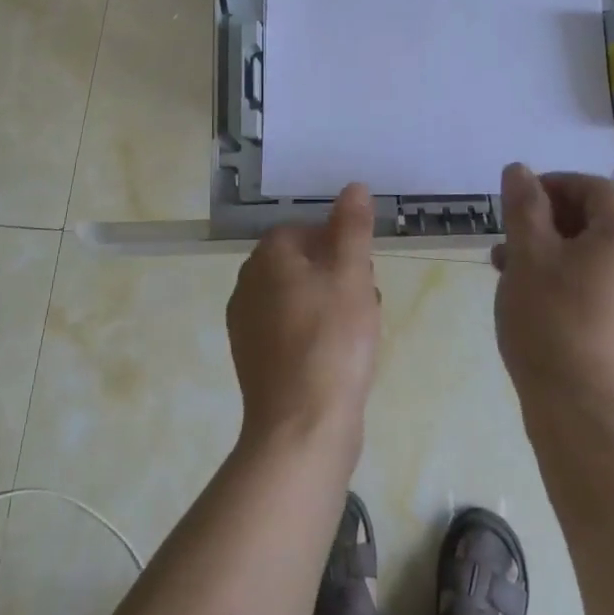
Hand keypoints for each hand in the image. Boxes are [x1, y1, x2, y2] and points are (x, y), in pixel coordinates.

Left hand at [228, 184, 381, 451]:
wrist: (301, 427)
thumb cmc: (331, 340)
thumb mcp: (352, 274)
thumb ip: (352, 227)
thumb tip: (353, 187)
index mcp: (266, 257)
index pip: (303, 230)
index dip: (338, 244)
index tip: (363, 269)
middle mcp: (247, 285)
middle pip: (300, 262)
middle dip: (337, 273)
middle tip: (367, 298)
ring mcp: (246, 325)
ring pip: (297, 297)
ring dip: (330, 303)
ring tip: (362, 328)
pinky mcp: (254, 359)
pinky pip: (289, 329)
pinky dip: (315, 332)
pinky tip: (340, 355)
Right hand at [492, 164, 613, 428]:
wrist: (584, 416)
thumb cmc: (551, 323)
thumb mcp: (527, 255)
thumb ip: (523, 207)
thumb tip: (520, 170)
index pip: (594, 189)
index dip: (554, 183)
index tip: (517, 200)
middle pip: (594, 223)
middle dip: (545, 221)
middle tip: (506, 238)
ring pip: (591, 259)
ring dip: (550, 253)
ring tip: (507, 272)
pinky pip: (597, 290)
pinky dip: (564, 282)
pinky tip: (531, 303)